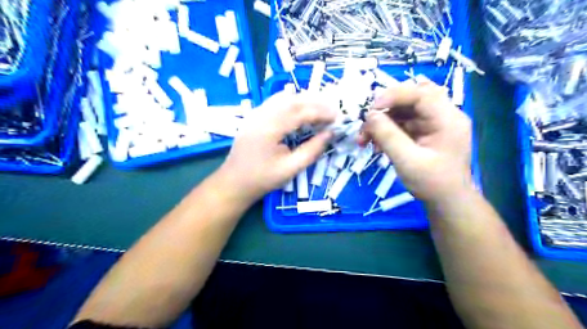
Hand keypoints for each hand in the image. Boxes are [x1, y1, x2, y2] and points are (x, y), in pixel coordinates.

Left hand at [219, 89, 339, 203]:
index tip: (337, 117)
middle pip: (292, 99)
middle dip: (315, 102)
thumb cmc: (262, 179)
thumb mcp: (290, 168)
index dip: (321, 112)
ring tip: (320, 108)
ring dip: (304, 100)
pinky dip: (291, 102)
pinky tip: (301, 110)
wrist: (234, 182)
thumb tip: (330, 134)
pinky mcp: (254, 116)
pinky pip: (275, 102)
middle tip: (332, 110)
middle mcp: (261, 115)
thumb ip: (312, 150)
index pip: (300, 112)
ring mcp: (255, 113)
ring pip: (283, 97)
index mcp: (269, 128)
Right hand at [358, 79, 476, 202]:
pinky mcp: (425, 131)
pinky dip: (386, 130)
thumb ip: (387, 135)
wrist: (446, 202)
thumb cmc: (431, 184)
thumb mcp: (407, 161)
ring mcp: (433, 123)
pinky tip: (376, 144)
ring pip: (403, 110)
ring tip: (365, 139)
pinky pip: (402, 122)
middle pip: (411, 97)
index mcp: (448, 119)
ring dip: (382, 121)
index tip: (371, 110)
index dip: (394, 95)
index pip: (421, 93)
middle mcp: (443, 115)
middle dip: (385, 108)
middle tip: (367, 124)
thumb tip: (369, 115)